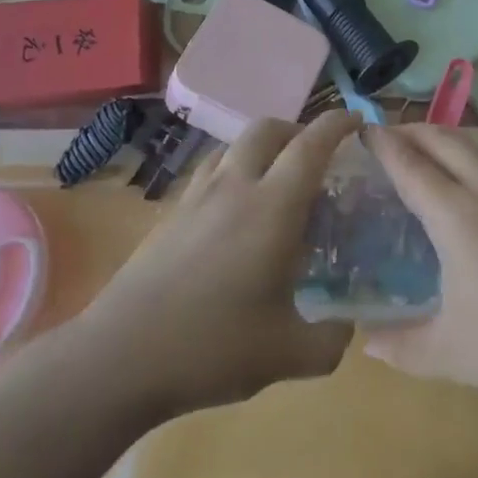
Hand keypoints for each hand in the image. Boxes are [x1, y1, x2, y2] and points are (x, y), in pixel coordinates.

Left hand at [75, 112, 359, 418]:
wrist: (119, 357)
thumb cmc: (211, 348)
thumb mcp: (286, 355)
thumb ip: (330, 341)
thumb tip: (348, 328)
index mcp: (272, 207)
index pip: (311, 145)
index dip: (337, 124)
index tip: (358, 120)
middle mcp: (235, 187)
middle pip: (267, 129)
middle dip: (297, 129)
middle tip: (316, 156)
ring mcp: (196, 197)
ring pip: (233, 146)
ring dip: (262, 148)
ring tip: (275, 181)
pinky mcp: (170, 214)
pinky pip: (210, 172)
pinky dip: (233, 172)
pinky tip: (234, 214)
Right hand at [361, 124, 477, 412]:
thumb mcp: (451, 353)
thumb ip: (402, 346)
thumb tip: (365, 341)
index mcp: (456, 215)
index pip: (411, 166)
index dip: (384, 145)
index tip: (363, 131)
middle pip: (443, 140)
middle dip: (411, 130)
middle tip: (386, 137)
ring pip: (473, 145)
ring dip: (442, 139)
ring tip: (423, 152)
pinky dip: (468, 155)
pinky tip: (468, 181)